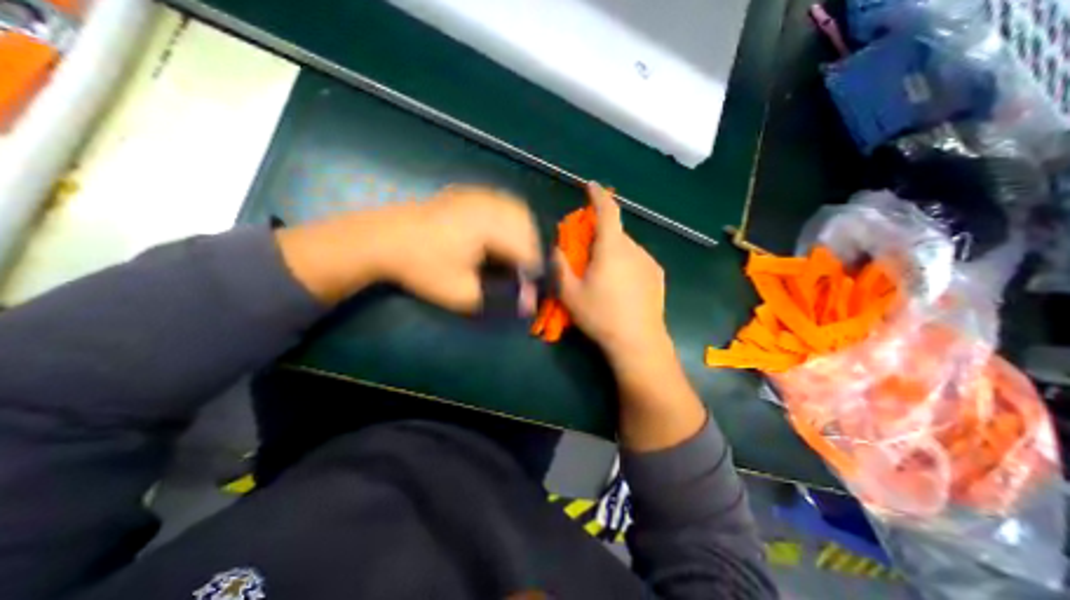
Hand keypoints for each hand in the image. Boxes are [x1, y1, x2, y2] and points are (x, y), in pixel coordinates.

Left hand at [275, 186, 543, 307]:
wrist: (383, 239)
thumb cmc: (423, 267)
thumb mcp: (462, 292)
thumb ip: (499, 298)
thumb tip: (528, 305)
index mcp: (490, 227)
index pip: (527, 249)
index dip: (534, 271)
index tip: (531, 288)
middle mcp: (489, 205)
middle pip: (527, 224)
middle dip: (532, 249)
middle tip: (526, 271)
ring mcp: (478, 195)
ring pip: (517, 209)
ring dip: (524, 232)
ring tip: (518, 253)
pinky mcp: (468, 193)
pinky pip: (502, 202)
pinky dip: (511, 218)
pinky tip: (504, 233)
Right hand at [556, 182, 707, 450]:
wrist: (638, 342)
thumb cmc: (601, 316)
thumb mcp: (570, 294)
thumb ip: (560, 267)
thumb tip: (557, 249)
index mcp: (612, 249)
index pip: (608, 211)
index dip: (598, 196)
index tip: (591, 186)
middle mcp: (634, 249)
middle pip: (614, 231)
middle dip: (599, 233)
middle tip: (586, 252)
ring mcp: (649, 262)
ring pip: (626, 246)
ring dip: (612, 250)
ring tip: (603, 274)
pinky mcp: (657, 275)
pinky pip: (637, 258)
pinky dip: (625, 261)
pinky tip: (620, 284)